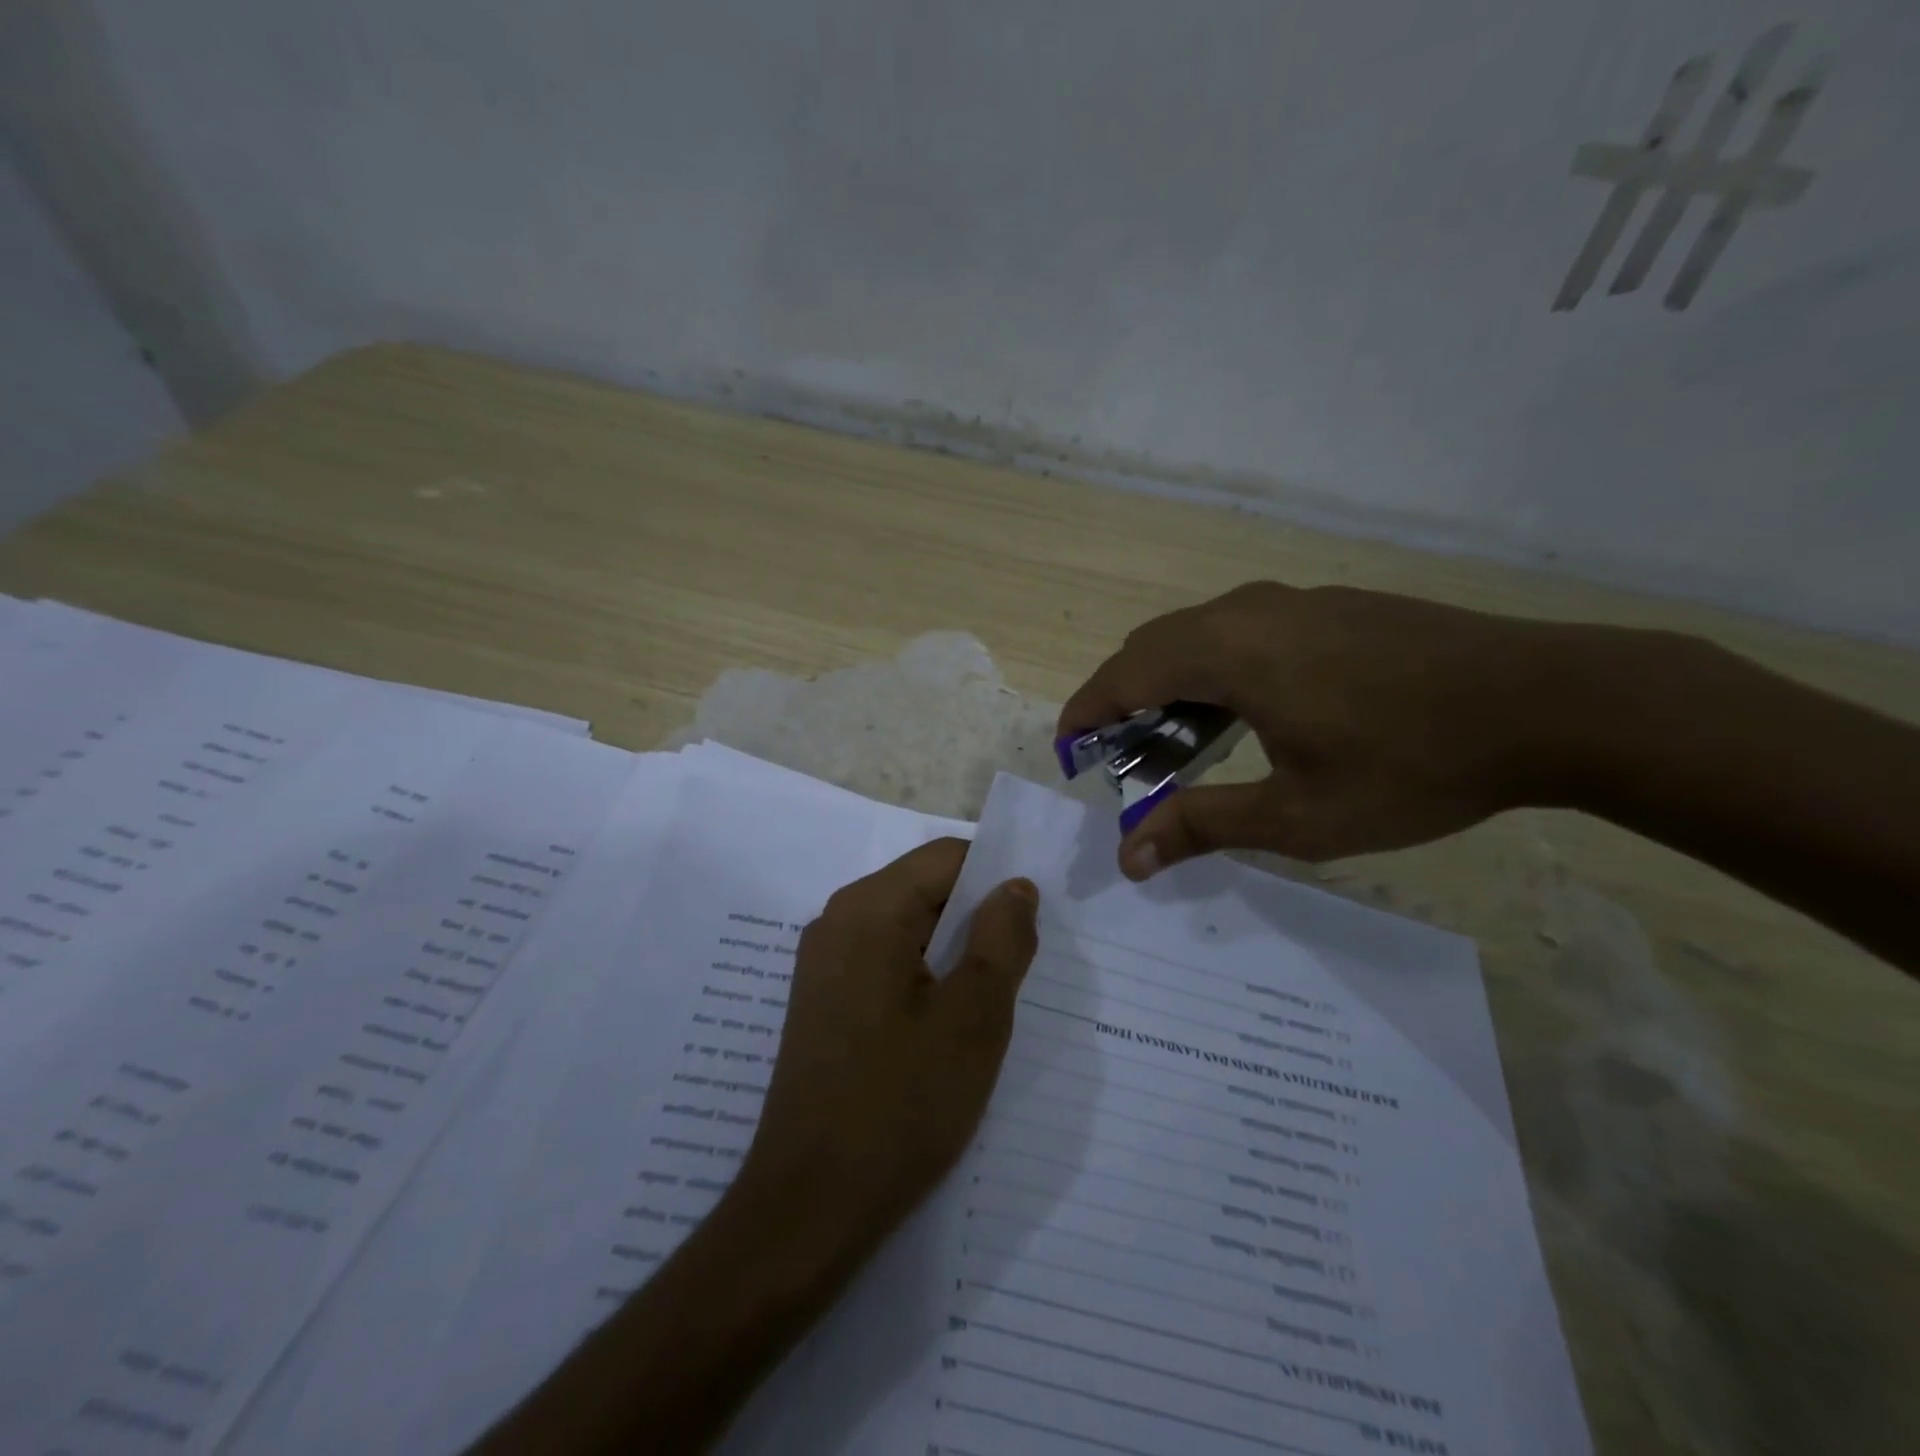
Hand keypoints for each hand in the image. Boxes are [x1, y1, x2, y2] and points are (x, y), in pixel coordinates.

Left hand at [737, 838, 1039, 1260]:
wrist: (809, 1206)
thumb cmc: (901, 1104)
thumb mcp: (975, 1017)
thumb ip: (1003, 939)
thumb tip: (1015, 886)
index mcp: (870, 908)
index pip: (948, 858)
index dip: (996, 881)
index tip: (1030, 930)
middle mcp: (838, 919)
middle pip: (925, 889)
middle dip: (976, 920)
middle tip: (1016, 976)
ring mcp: (823, 961)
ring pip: (907, 928)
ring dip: (953, 953)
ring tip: (985, 1006)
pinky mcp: (822, 1000)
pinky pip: (884, 961)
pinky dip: (923, 976)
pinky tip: (943, 1029)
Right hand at [1059, 582, 1567, 876]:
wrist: (1553, 702)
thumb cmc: (1413, 765)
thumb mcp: (1299, 815)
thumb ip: (1203, 825)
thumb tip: (1128, 856)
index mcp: (1229, 651)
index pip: (1124, 673)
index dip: (1086, 712)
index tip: (1067, 751)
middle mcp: (1248, 611)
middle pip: (1153, 648)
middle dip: (1123, 703)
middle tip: (1124, 763)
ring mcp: (1293, 603)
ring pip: (1198, 637)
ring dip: (1171, 688)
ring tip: (1177, 748)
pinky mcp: (1329, 608)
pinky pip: (1241, 633)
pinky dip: (1214, 673)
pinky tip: (1244, 719)